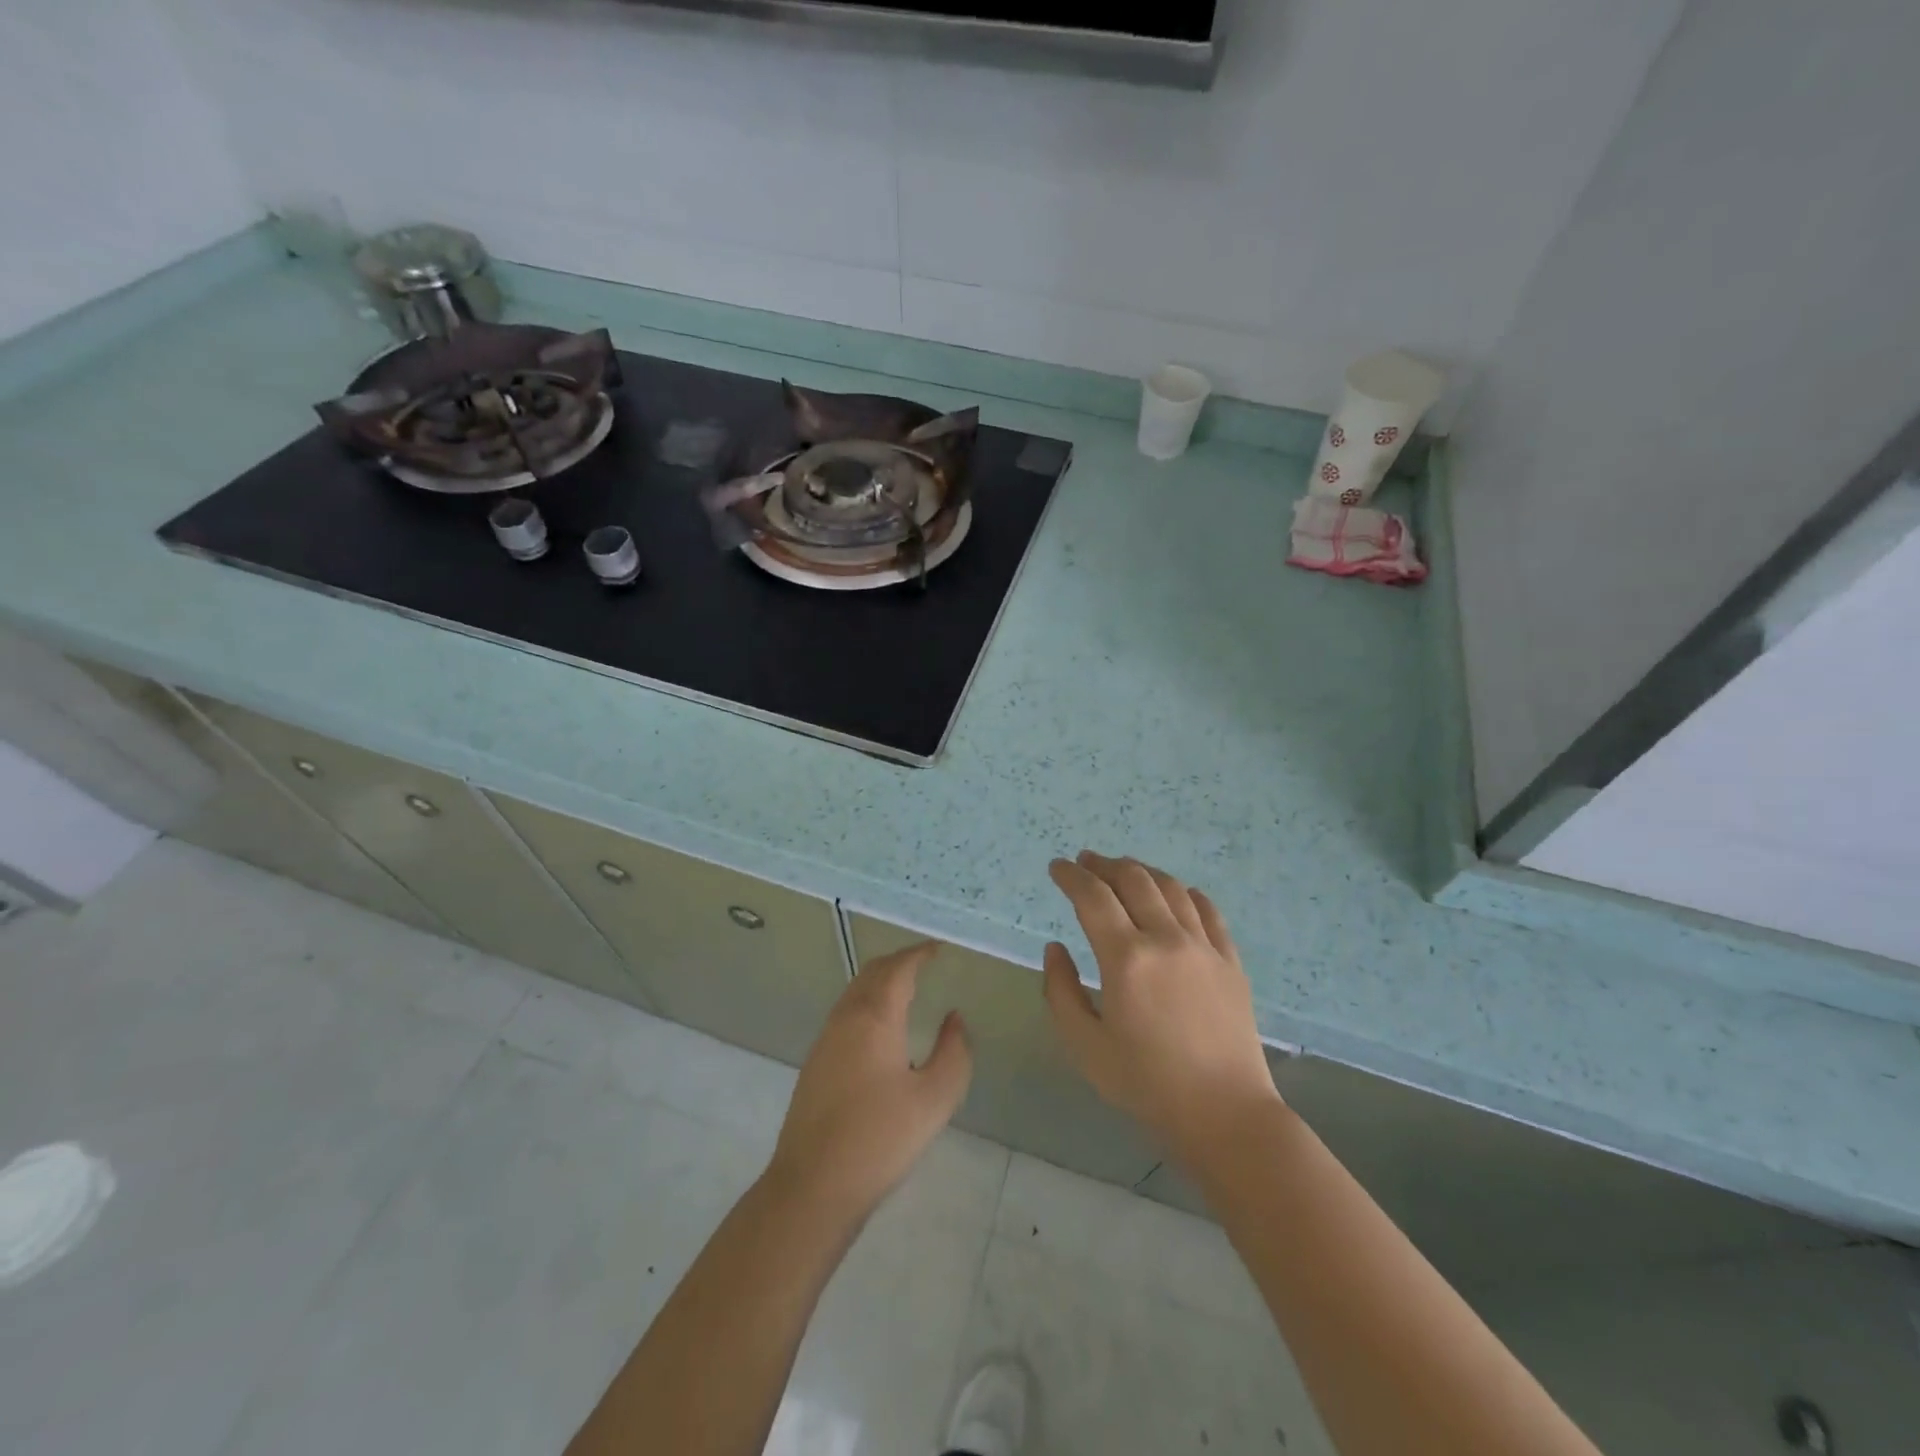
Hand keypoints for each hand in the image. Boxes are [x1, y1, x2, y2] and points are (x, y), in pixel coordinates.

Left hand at [766, 942, 972, 1223]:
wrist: (812, 1186)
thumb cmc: (879, 1139)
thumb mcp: (934, 1099)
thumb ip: (953, 1053)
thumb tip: (954, 1019)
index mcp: (875, 1017)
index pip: (898, 968)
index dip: (919, 954)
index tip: (938, 949)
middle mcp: (846, 1017)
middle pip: (873, 973)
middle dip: (900, 962)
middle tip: (925, 963)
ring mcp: (825, 1039)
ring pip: (855, 992)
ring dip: (881, 981)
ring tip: (908, 990)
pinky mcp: (816, 1062)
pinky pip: (846, 1012)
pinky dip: (868, 1002)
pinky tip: (881, 1028)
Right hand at [1044, 851, 1281, 1164]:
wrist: (1224, 1113)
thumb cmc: (1146, 1084)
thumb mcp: (1085, 1046)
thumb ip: (1060, 991)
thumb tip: (1056, 947)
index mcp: (1126, 959)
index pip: (1092, 897)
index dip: (1071, 876)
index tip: (1057, 867)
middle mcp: (1166, 939)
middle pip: (1133, 880)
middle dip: (1104, 865)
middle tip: (1086, 862)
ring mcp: (1203, 946)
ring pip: (1170, 887)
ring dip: (1141, 871)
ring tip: (1124, 870)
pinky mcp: (1230, 960)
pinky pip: (1206, 910)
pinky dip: (1184, 892)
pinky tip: (1175, 893)